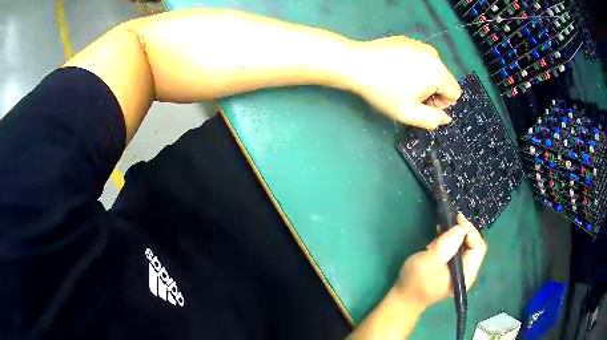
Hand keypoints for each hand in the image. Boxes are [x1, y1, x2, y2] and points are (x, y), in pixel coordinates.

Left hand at [349, 36, 460, 129]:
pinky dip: (412, 66)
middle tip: (408, 95)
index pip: (455, 93)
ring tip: (399, 82)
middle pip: (443, 80)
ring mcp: (419, 44)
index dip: (442, 103)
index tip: (422, 104)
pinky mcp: (406, 40)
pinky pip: (418, 58)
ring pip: (431, 68)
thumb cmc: (384, 91)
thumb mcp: (409, 114)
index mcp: (439, 72)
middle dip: (432, 91)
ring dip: (422, 79)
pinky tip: (393, 70)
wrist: (356, 64)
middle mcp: (434, 55)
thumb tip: (445, 118)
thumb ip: (433, 120)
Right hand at [393, 214, 486, 310]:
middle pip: (474, 246)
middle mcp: (467, 272)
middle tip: (450, 219)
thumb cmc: (415, 281)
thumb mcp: (428, 262)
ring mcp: (460, 271)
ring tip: (444, 224)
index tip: (457, 218)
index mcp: (466, 274)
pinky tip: (441, 234)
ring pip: (466, 246)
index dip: (470, 231)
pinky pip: (458, 250)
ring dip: (457, 234)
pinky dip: (451, 240)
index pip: (478, 248)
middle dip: (464, 231)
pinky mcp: (452, 268)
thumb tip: (460, 228)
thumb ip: (445, 246)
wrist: (404, 299)